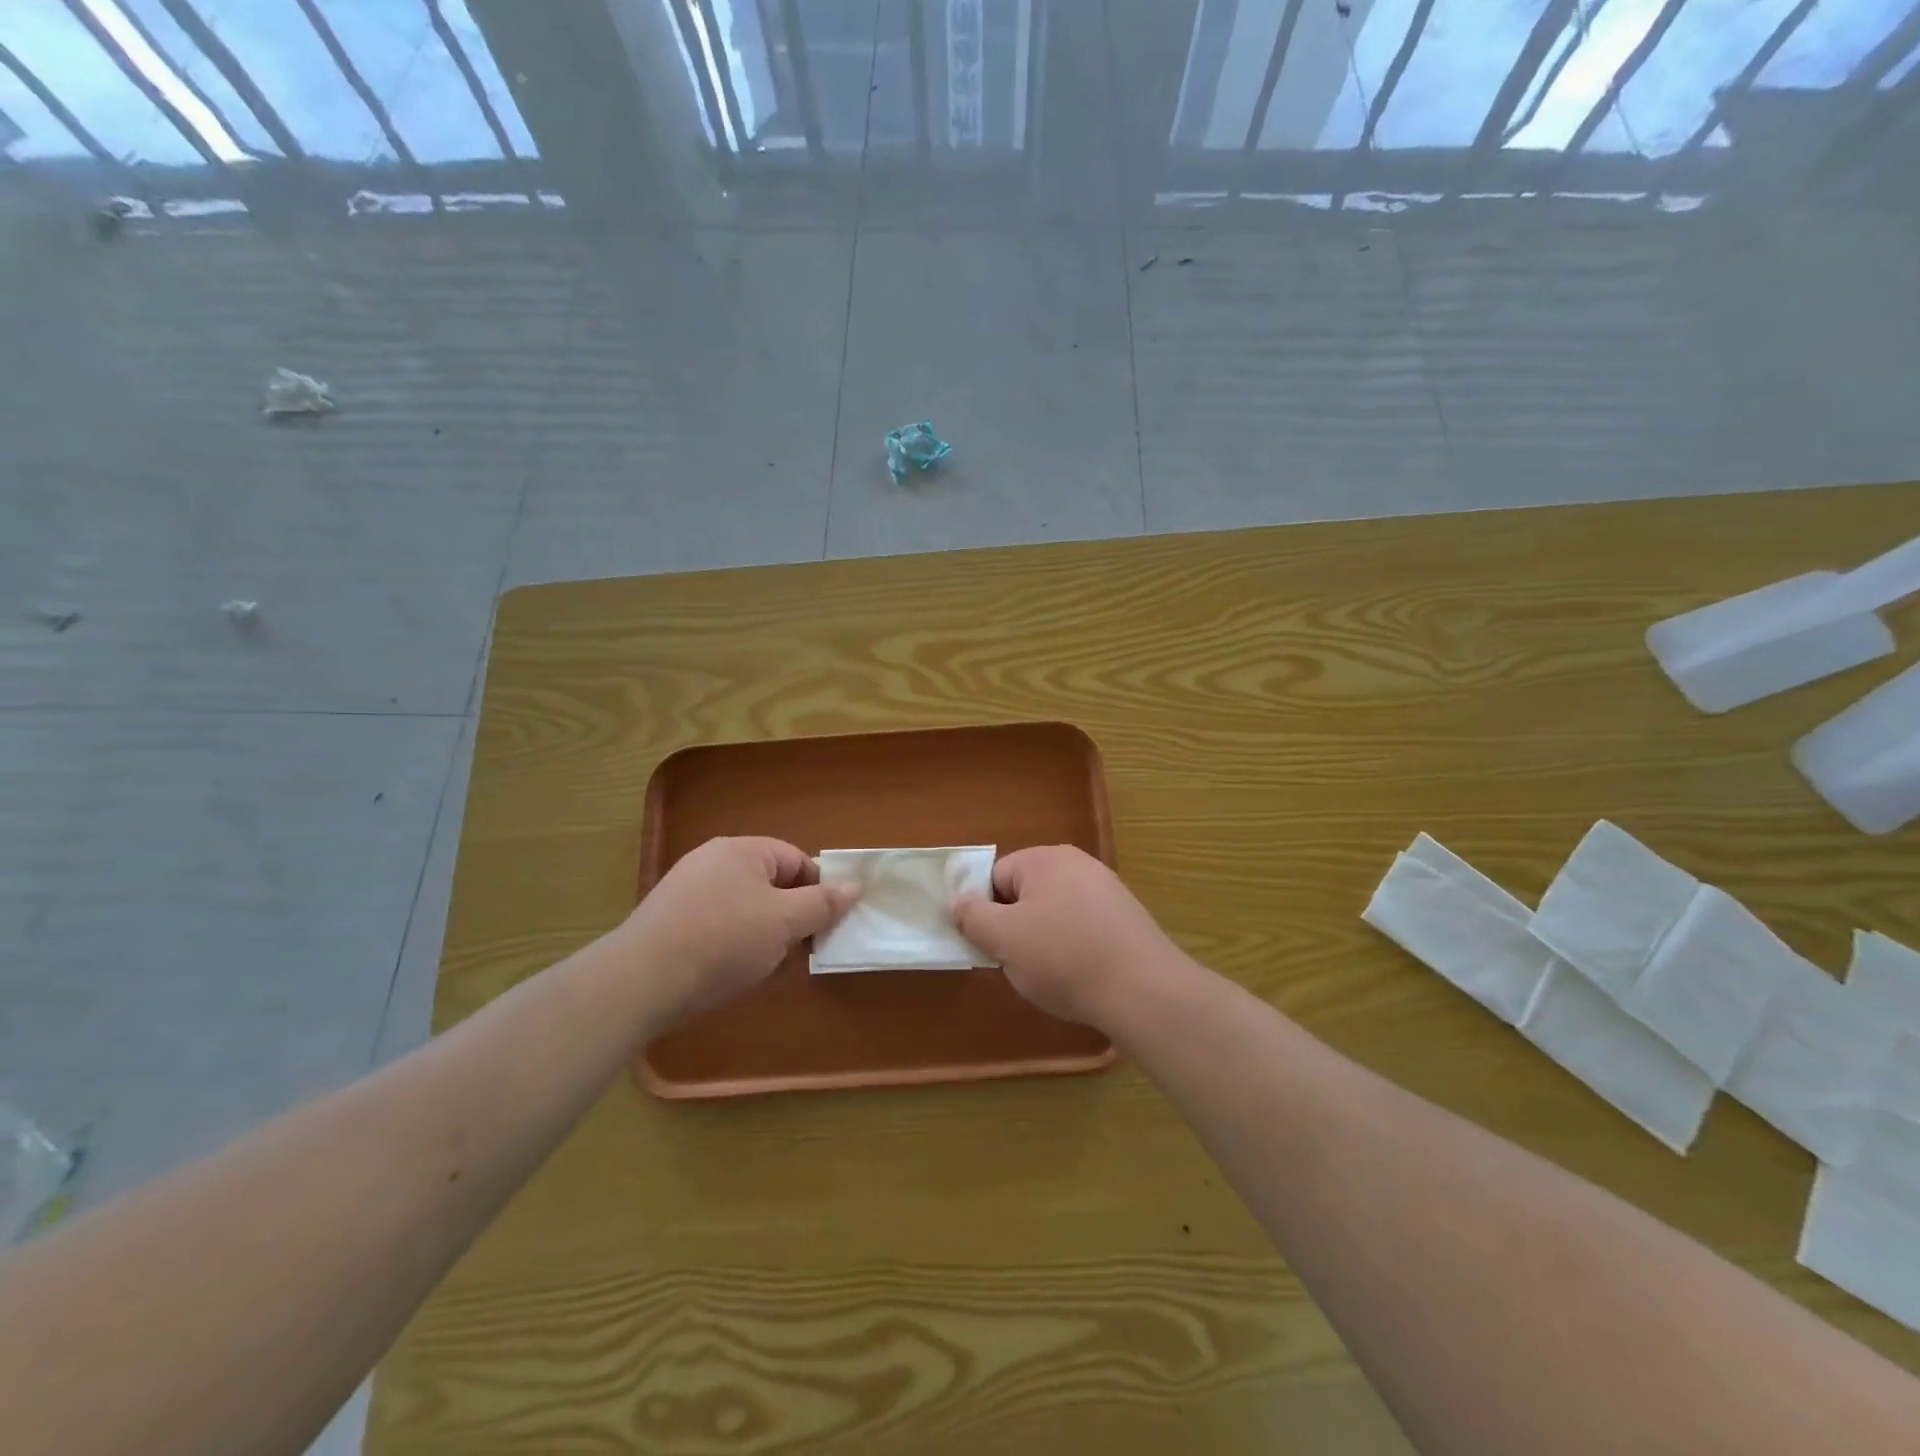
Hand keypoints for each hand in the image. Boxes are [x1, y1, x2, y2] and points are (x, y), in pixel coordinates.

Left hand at [624, 837, 858, 1020]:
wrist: (641, 981)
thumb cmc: (723, 940)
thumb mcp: (785, 922)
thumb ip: (823, 903)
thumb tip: (855, 886)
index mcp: (741, 851)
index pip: (796, 860)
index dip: (818, 891)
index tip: (826, 925)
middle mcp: (712, 862)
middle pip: (770, 884)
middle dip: (791, 917)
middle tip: (800, 949)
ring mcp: (687, 892)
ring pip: (744, 909)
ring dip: (764, 936)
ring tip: (768, 967)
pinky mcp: (670, 922)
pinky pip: (717, 927)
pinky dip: (733, 946)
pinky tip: (734, 974)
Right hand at [953, 846, 1184, 1025]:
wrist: (1144, 991)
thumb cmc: (1063, 958)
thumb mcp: (1003, 939)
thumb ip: (972, 916)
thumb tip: (957, 900)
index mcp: (1046, 859)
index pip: (996, 876)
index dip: (985, 911)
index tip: (990, 945)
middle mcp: (1079, 864)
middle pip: (1026, 893)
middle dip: (1015, 927)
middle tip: (1017, 962)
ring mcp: (1108, 890)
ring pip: (1054, 913)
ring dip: (1044, 941)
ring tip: (1050, 974)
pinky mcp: (1127, 919)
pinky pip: (1083, 928)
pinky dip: (1074, 949)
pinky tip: (1080, 976)